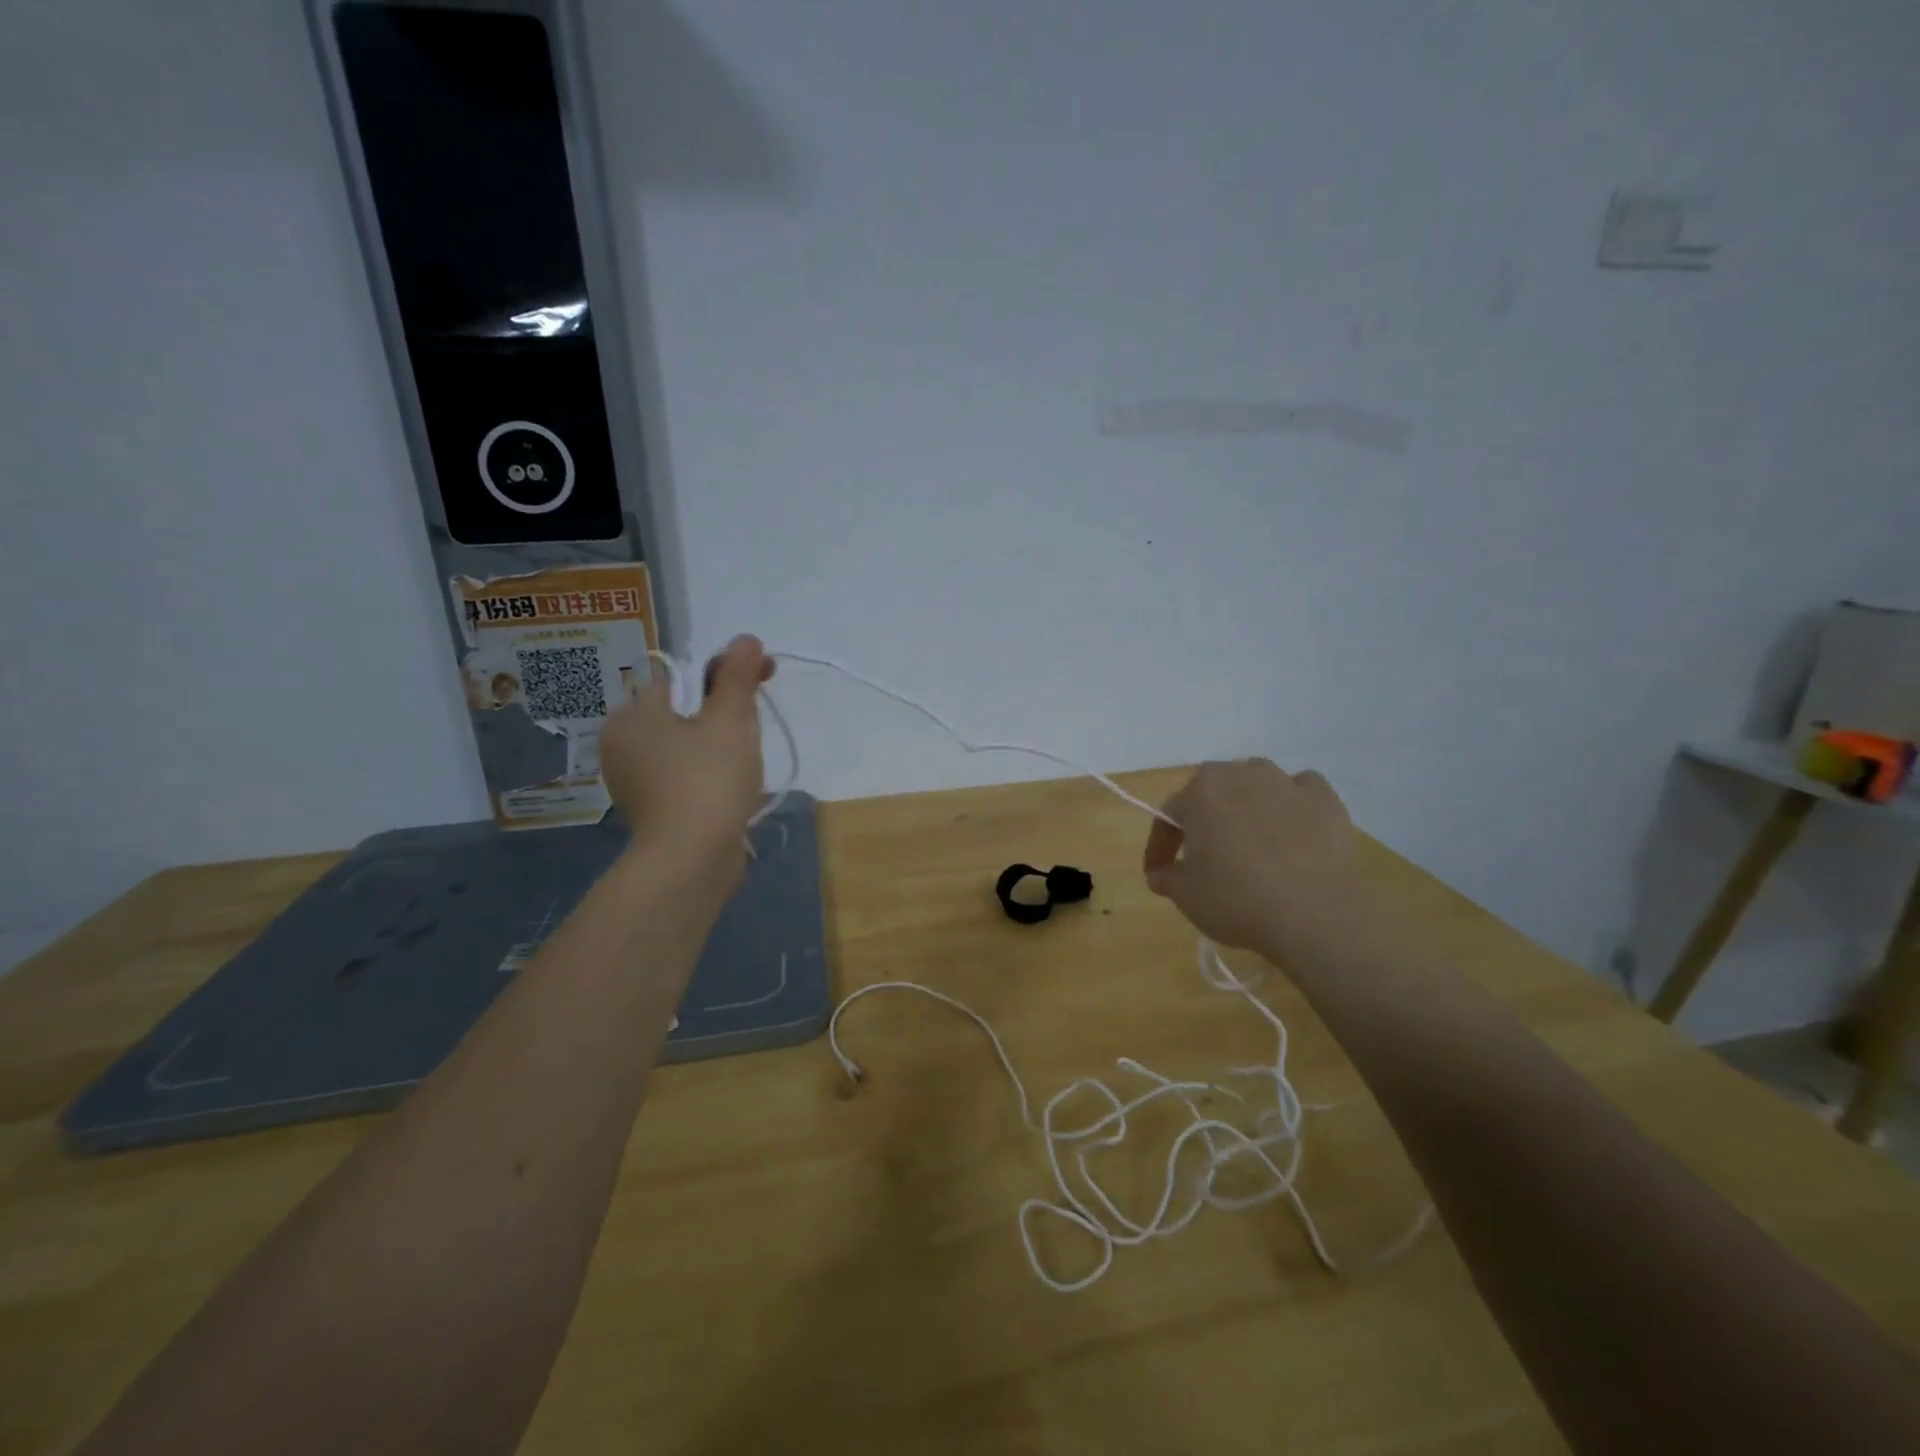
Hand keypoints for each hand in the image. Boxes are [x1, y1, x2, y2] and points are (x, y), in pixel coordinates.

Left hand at [600, 635, 774, 865]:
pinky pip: (684, 775)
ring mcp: (634, 782)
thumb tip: (745, 639)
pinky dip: (708, 773)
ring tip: (750, 759)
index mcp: (633, 715)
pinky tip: (733, 786)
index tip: (764, 678)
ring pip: (686, 745)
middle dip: (723, 711)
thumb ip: (737, 676)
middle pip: (683, 710)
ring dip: (719, 743)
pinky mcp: (652, 811)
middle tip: (757, 724)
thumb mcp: (730, 719)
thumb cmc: (708, 779)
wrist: (691, 861)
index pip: (682, 676)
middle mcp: (623, 744)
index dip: (725, 673)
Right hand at [1141, 759, 1370, 955]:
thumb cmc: (1236, 898)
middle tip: (1204, 855)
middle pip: (1214, 792)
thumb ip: (1166, 877)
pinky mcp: (1326, 801)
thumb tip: (1162, 873)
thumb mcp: (1184, 895)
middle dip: (1205, 819)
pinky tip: (1293, 830)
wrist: (1314, 915)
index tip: (1160, 873)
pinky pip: (1303, 792)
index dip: (1161, 846)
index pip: (1170, 815)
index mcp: (1201, 791)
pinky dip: (1294, 805)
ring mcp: (1287, 784)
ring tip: (1250, 839)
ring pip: (1257, 784)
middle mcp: (1242, 774)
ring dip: (1248, 805)